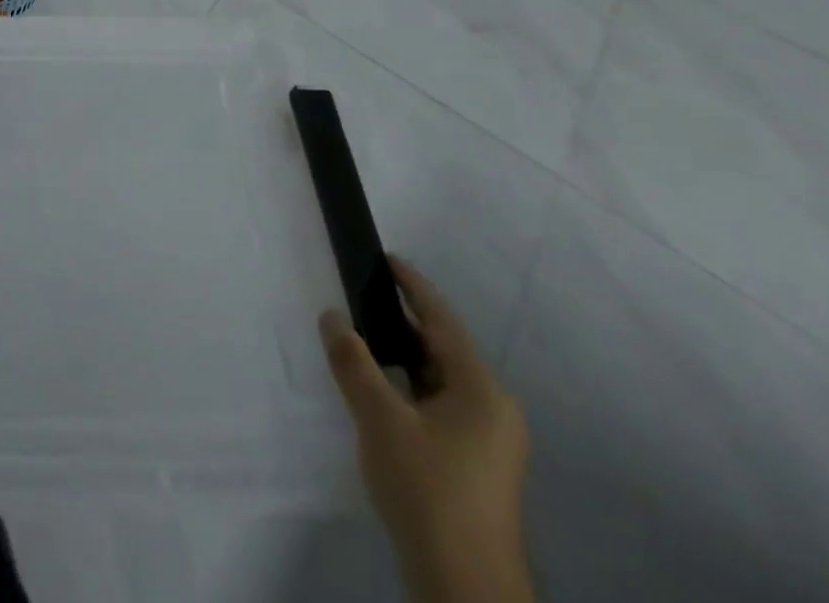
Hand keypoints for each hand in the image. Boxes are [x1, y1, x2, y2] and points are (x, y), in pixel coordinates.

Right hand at [319, 257, 532, 602]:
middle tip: (361, 295)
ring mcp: (490, 443)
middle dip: (402, 322)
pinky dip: (410, 388)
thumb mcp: (380, 419)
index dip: (412, 286)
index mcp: (482, 391)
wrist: (465, 590)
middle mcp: (495, 410)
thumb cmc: (429, 491)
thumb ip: (353, 362)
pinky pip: (440, 407)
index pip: (442, 321)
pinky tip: (381, 392)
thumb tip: (333, 317)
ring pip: (440, 381)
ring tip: (363, 338)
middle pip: (443, 350)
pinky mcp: (477, 468)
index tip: (386, 258)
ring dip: (403, 358)